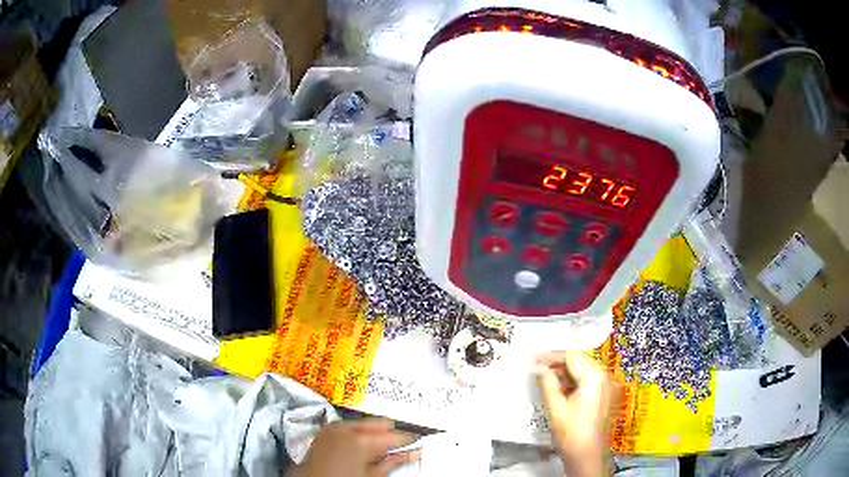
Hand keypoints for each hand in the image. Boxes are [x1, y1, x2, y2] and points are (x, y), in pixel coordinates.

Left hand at [300, 418, 419, 476]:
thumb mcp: (373, 475)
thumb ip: (393, 462)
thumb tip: (413, 454)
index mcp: (361, 439)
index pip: (393, 435)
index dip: (407, 439)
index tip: (415, 442)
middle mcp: (346, 428)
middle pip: (379, 424)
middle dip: (389, 434)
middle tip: (397, 446)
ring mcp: (334, 427)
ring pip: (364, 423)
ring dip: (373, 434)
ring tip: (377, 450)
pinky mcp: (326, 429)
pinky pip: (348, 426)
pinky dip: (357, 434)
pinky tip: (360, 447)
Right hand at [535, 351, 615, 476]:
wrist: (586, 454)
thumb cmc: (572, 433)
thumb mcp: (555, 407)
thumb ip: (547, 383)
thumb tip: (538, 368)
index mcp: (594, 377)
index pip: (571, 357)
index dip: (551, 356)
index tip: (534, 358)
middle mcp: (603, 377)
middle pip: (578, 361)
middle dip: (557, 363)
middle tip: (537, 367)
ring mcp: (605, 386)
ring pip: (582, 370)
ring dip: (564, 372)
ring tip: (544, 377)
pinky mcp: (603, 394)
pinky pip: (586, 380)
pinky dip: (572, 381)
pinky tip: (558, 387)